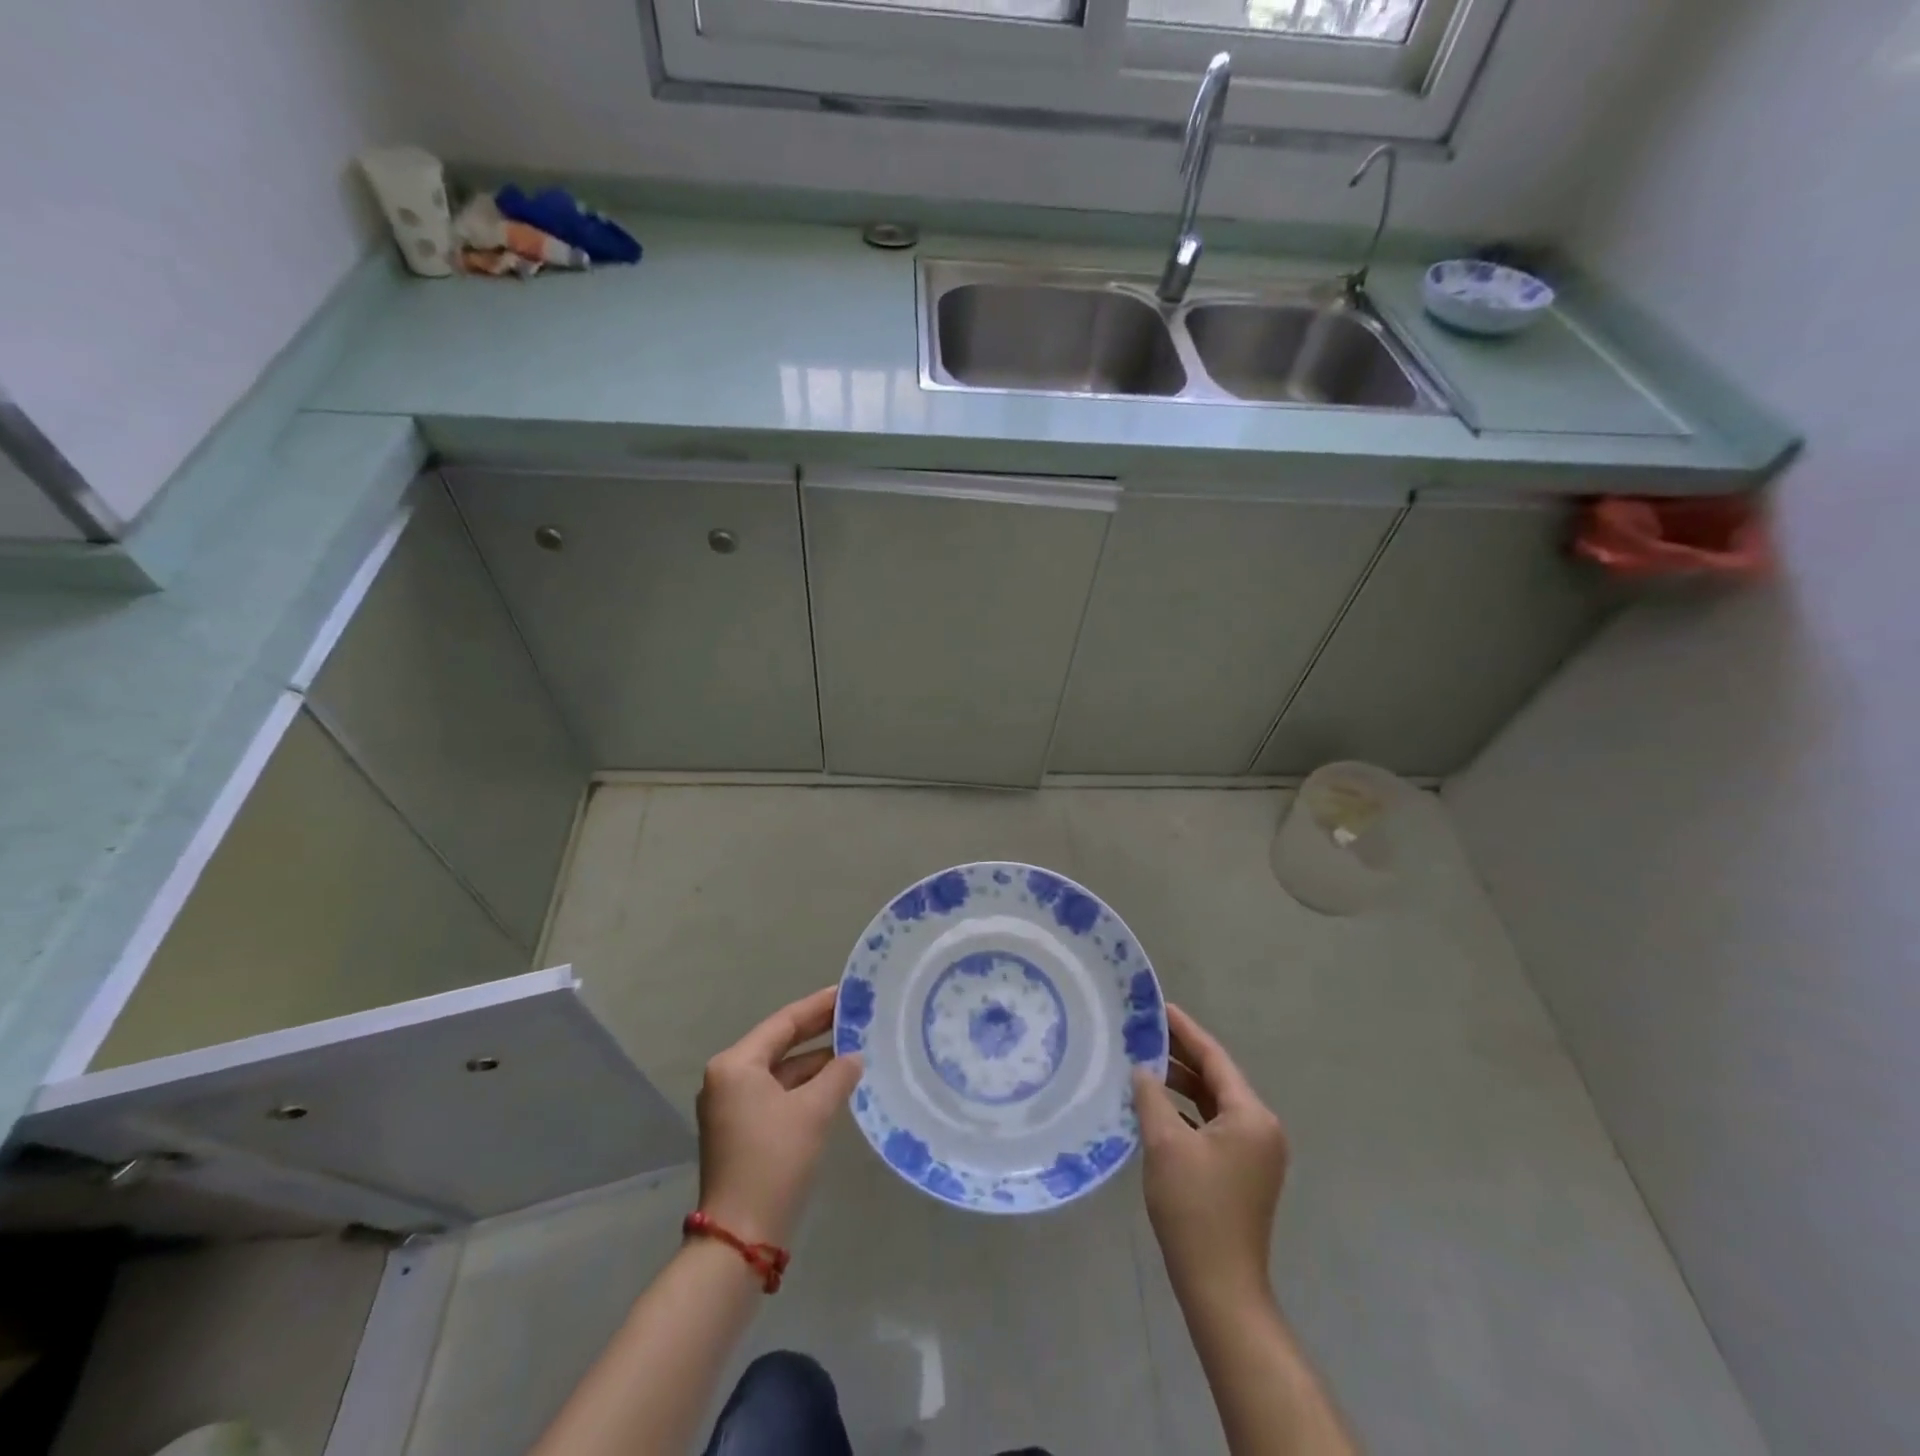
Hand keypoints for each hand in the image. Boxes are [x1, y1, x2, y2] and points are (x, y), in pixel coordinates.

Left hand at [695, 986, 862, 1247]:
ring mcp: (732, 1106)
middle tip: (855, 1015)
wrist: (741, 1237)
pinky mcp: (741, 1131)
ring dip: (815, 1062)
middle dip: (818, 1031)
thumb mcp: (813, 1111)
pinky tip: (836, 1083)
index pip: (784, 1023)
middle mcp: (728, 1079)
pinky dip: (805, 1087)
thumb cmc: (774, 1161)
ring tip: (854, 1047)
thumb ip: (837, 1075)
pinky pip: (778, 1094)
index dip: (818, 1006)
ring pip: (781, 1071)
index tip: (848, 992)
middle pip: (780, 1044)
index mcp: (736, 1065)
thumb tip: (854, 1057)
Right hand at [1132, 1004, 1289, 1308]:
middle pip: (1216, 1078)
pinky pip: (1212, 1126)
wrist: (1220, 1287)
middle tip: (1143, 1033)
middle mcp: (1260, 1128)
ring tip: (1143, 1065)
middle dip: (1180, 1056)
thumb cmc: (1195, 1208)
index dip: (1185, 1031)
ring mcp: (1254, 1153)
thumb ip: (1152, 1097)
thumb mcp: (1165, 1144)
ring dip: (1181, 1086)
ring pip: (1213, 1103)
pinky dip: (1186, 1113)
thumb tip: (1142, 1069)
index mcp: (1251, 1116)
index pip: (1214, 1059)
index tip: (1159, 1007)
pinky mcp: (1241, 1172)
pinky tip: (1156, 1107)